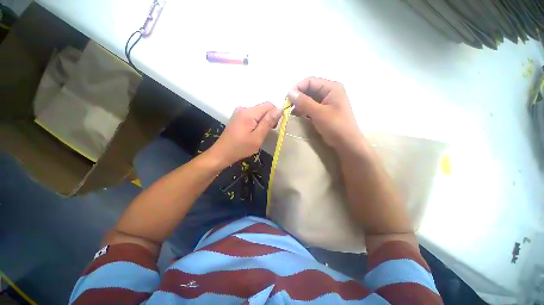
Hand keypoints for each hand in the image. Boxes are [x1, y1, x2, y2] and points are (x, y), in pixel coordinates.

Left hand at [209, 102, 281, 166]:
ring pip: (259, 112)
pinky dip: (257, 121)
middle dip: (269, 118)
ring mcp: (240, 112)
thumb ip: (268, 122)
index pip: (269, 105)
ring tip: (261, 133)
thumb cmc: (240, 148)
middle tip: (268, 132)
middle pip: (263, 107)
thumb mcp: (257, 137)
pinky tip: (254, 131)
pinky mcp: (238, 116)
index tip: (275, 127)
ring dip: (264, 120)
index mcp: (249, 113)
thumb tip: (280, 109)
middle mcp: (244, 108)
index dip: (276, 114)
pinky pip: (252, 115)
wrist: (222, 153)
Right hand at [288, 77, 361, 149]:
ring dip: (300, 104)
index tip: (287, 98)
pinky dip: (304, 109)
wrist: (346, 142)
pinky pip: (312, 106)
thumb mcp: (318, 113)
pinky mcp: (324, 110)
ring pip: (310, 98)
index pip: (310, 81)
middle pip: (310, 89)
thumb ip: (304, 102)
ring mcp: (327, 102)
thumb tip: (289, 92)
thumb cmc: (335, 125)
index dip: (297, 87)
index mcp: (332, 87)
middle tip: (288, 106)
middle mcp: (330, 91)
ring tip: (292, 112)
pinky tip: (299, 115)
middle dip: (298, 96)